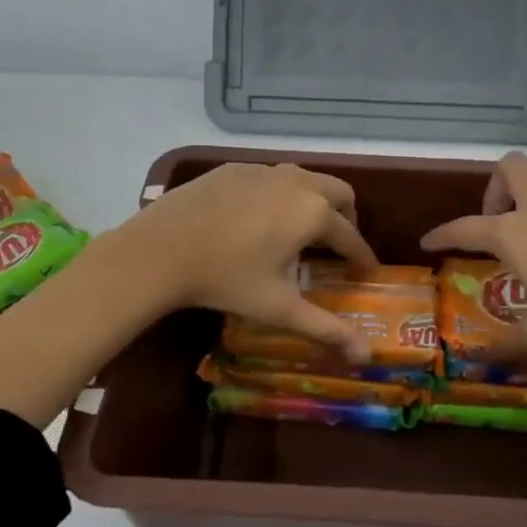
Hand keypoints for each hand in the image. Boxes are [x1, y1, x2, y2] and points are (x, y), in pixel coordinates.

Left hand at [118, 162, 381, 360]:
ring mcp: (261, 171)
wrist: (159, 250)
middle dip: (346, 217)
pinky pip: (269, 177)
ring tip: (302, 230)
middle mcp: (295, 182)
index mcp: (313, 212)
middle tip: (338, 245)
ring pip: (304, 178)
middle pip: (338, 192)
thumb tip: (365, 357)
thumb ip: (326, 329)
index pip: (350, 235)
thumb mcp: (279, 308)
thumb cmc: (226, 280)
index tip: (367, 269)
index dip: (361, 255)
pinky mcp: (232, 169)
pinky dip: (279, 194)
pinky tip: (259, 218)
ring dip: (314, 201)